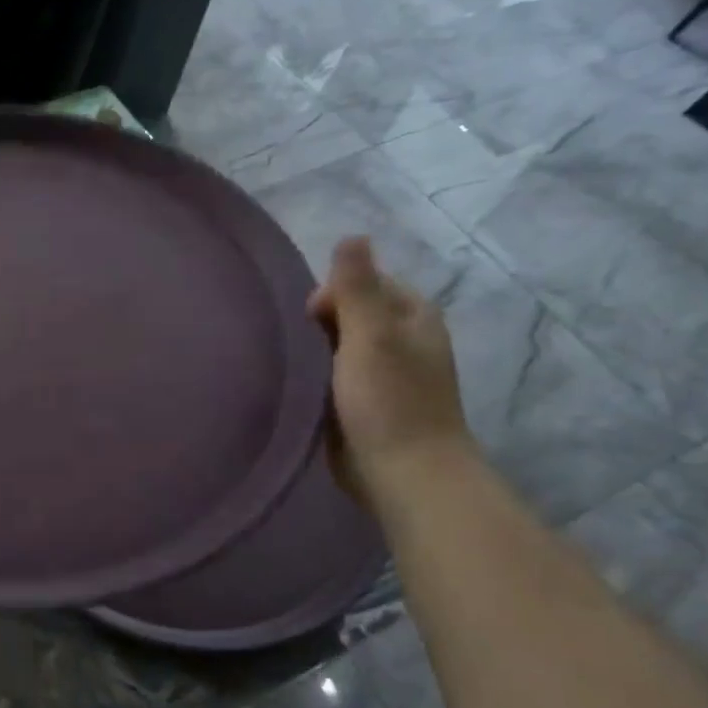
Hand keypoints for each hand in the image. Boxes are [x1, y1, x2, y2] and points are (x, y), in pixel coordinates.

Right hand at [306, 237, 471, 504]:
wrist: (403, 473)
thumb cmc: (389, 400)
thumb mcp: (371, 334)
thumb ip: (357, 287)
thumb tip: (352, 235)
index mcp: (413, 315)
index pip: (364, 281)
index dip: (332, 293)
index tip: (310, 319)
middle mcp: (402, 338)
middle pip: (349, 313)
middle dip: (319, 324)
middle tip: (301, 349)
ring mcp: (384, 373)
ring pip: (338, 346)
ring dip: (314, 352)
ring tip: (294, 367)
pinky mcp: (364, 402)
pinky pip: (333, 376)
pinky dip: (316, 377)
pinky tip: (300, 387)